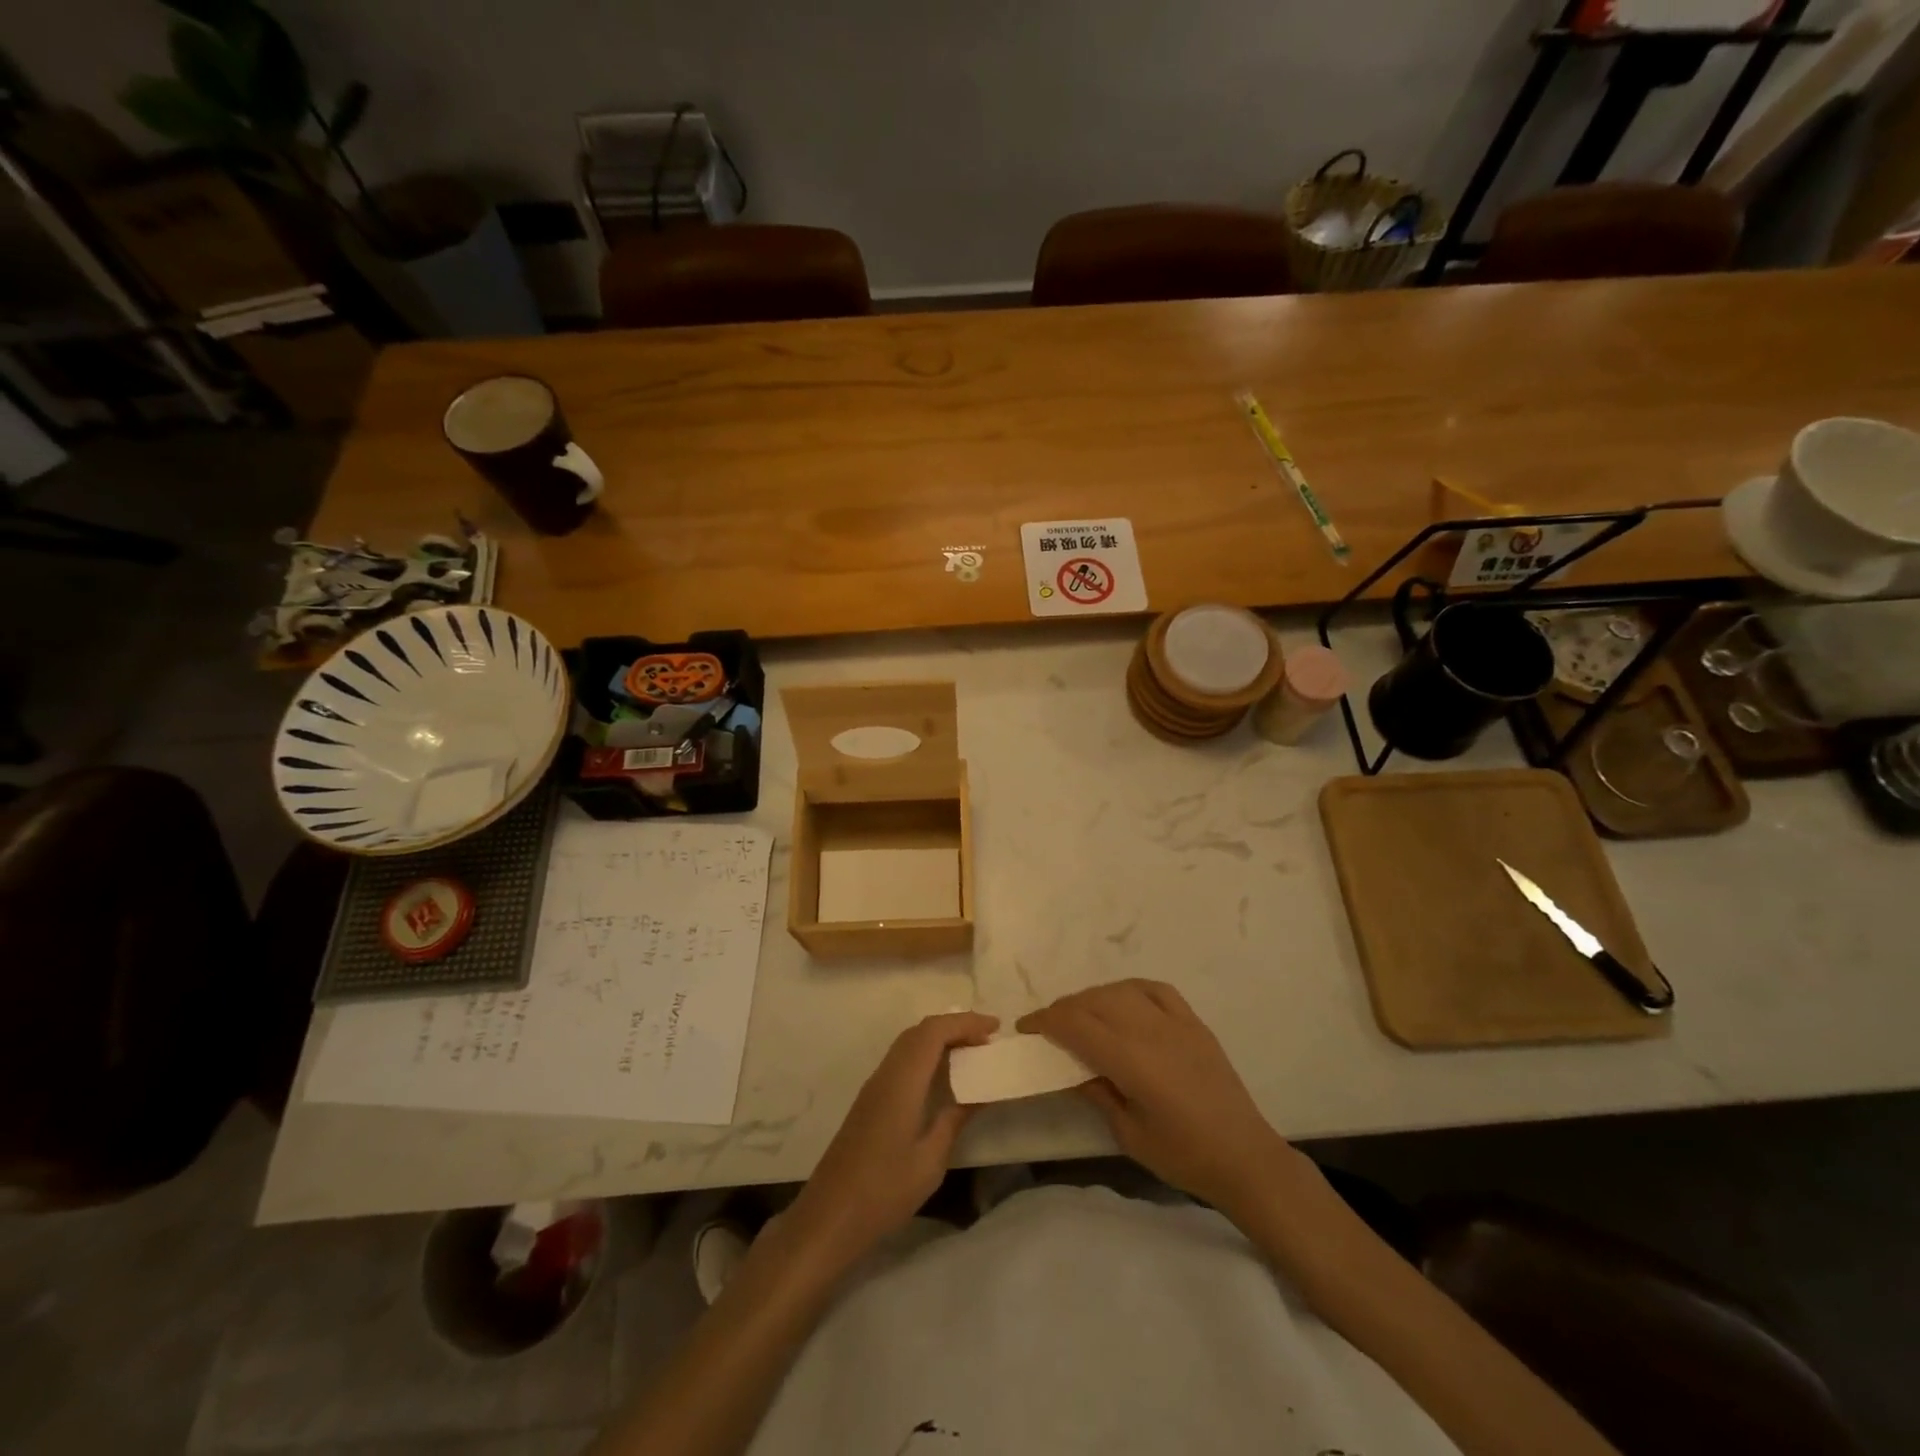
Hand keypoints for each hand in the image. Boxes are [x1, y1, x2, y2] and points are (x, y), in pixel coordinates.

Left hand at [789, 1011, 997, 1259]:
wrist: (830, 1216)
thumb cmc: (884, 1190)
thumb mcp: (930, 1159)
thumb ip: (955, 1119)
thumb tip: (979, 1093)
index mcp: (902, 1081)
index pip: (935, 1031)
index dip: (966, 1022)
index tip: (995, 1027)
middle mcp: (886, 1073)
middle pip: (921, 1031)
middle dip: (955, 1026)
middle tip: (987, 1039)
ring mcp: (875, 1085)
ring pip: (909, 1043)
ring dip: (940, 1039)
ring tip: (970, 1053)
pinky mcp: (870, 1100)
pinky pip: (902, 1059)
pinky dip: (926, 1054)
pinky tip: (942, 1077)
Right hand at [1018, 980, 1295, 1213]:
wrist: (1245, 1157)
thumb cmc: (1183, 1155)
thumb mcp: (1128, 1134)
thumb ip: (1097, 1093)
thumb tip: (1070, 1069)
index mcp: (1131, 1060)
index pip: (1076, 1024)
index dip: (1045, 1020)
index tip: (1026, 1027)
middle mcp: (1150, 1030)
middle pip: (1094, 1001)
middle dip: (1064, 1008)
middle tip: (1049, 1027)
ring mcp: (1175, 1021)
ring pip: (1121, 990)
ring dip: (1093, 997)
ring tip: (1082, 1015)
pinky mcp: (1194, 1022)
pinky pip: (1155, 989)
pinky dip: (1129, 989)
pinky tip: (1122, 1001)